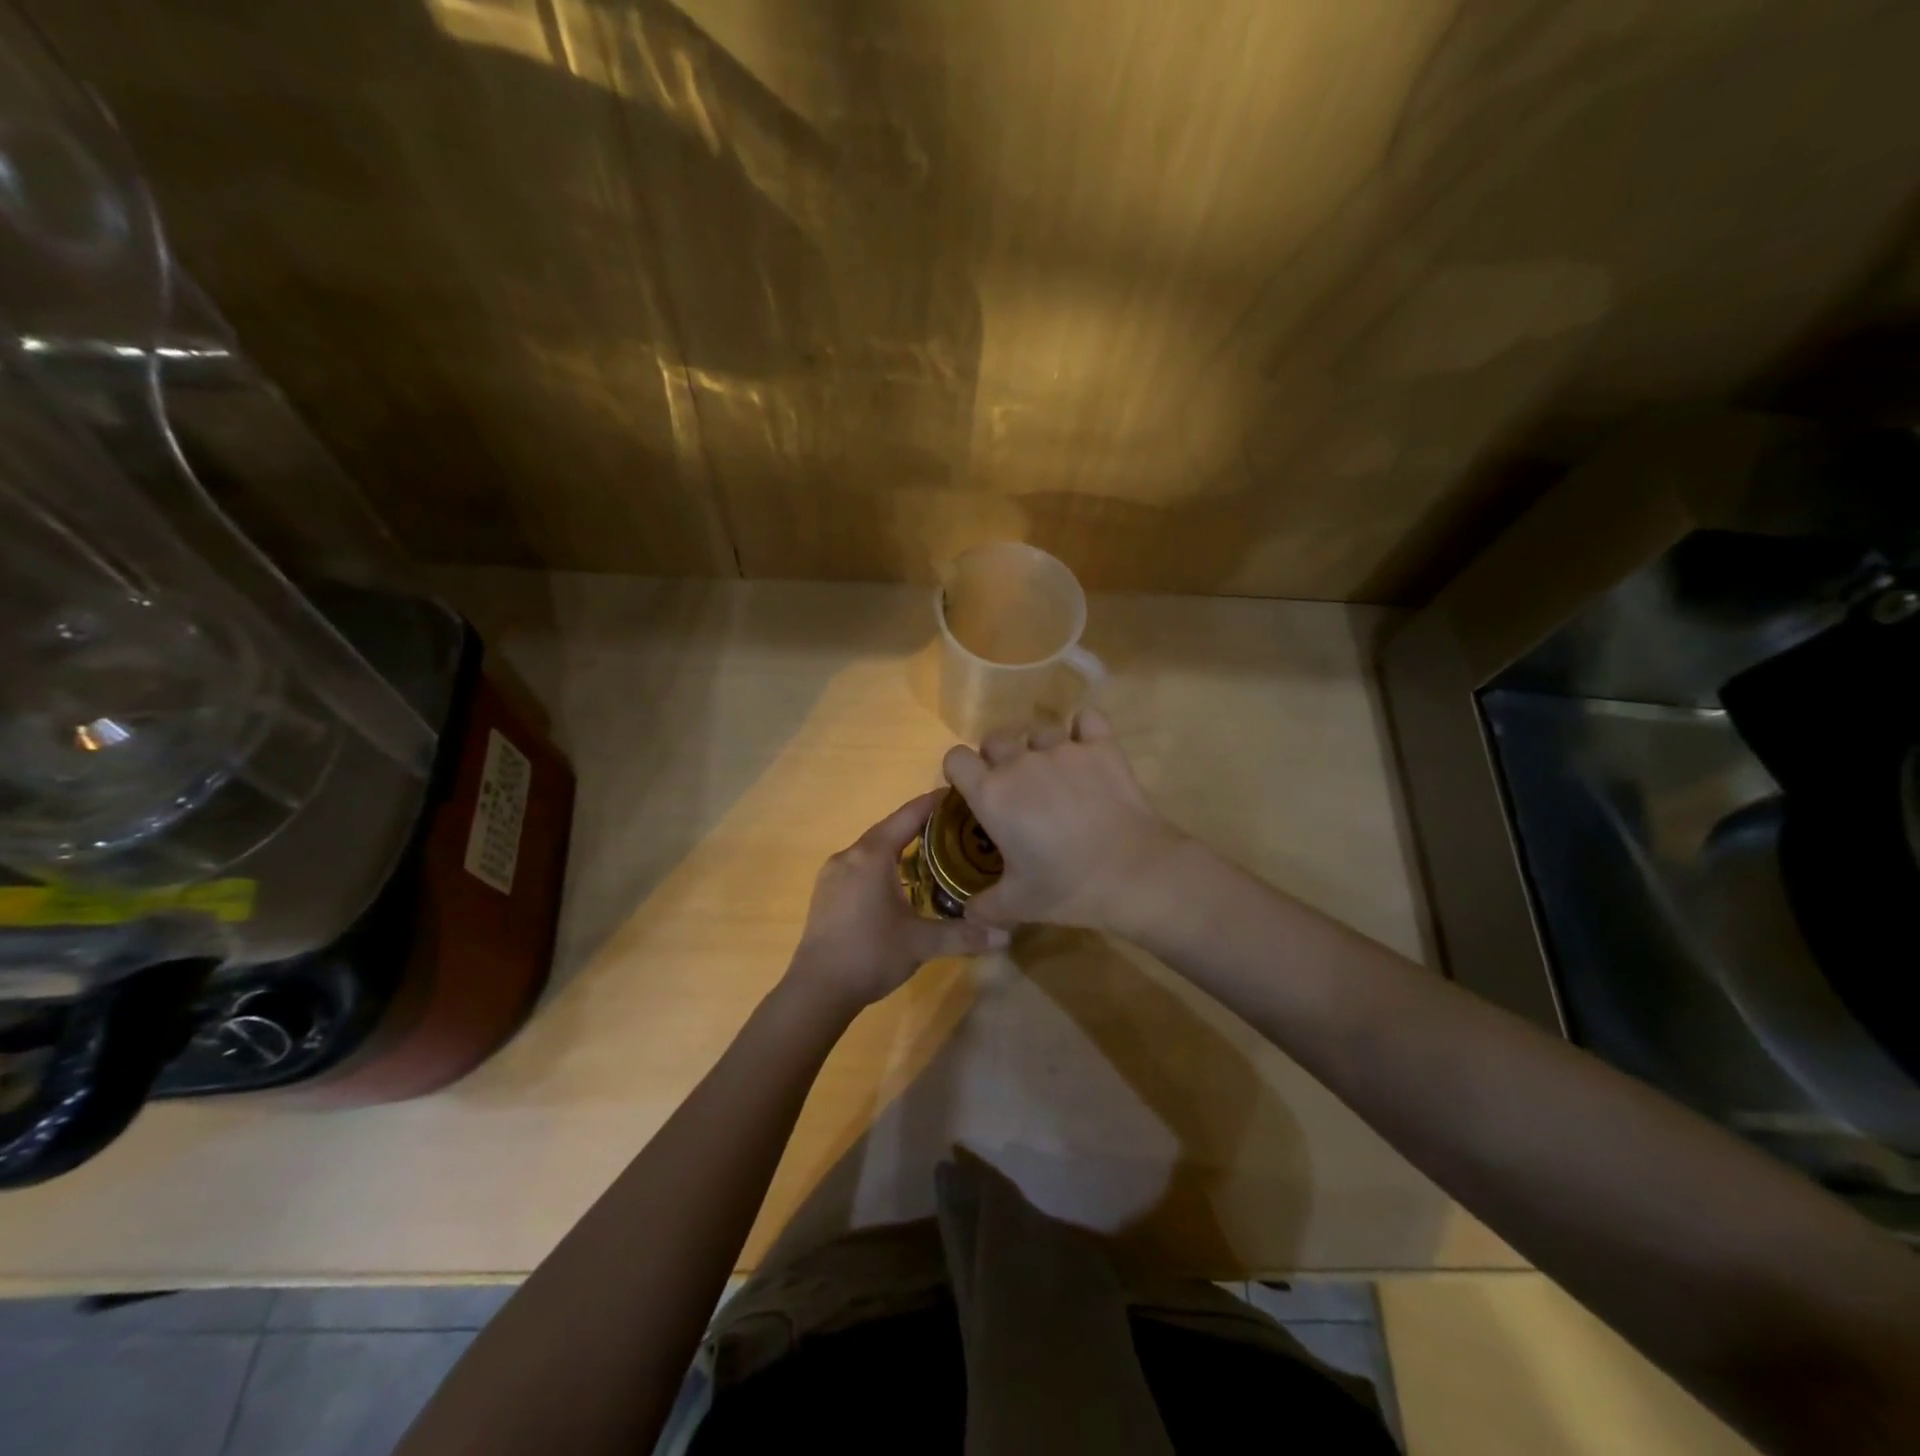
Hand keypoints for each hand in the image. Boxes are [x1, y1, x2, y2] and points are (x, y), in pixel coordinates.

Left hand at [786, 791, 1010, 1012]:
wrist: (817, 990)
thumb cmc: (870, 954)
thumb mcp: (921, 943)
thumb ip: (964, 934)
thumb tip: (1006, 934)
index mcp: (872, 855)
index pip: (908, 816)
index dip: (934, 803)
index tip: (960, 793)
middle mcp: (850, 855)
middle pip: (890, 829)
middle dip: (921, 825)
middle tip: (957, 828)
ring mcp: (833, 873)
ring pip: (873, 848)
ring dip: (901, 846)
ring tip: (933, 853)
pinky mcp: (826, 892)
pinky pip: (861, 865)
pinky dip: (884, 864)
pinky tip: (900, 882)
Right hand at [941, 709, 1187, 934]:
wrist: (1133, 873)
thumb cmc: (1066, 888)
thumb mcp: (1017, 905)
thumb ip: (984, 906)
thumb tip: (968, 913)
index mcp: (992, 794)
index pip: (956, 758)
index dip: (960, 770)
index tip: (972, 788)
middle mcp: (1021, 762)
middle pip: (995, 739)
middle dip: (998, 757)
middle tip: (1016, 787)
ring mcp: (1063, 749)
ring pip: (1039, 730)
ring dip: (1039, 747)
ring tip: (1055, 773)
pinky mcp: (1101, 746)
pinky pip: (1087, 719)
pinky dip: (1084, 729)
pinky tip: (1087, 747)